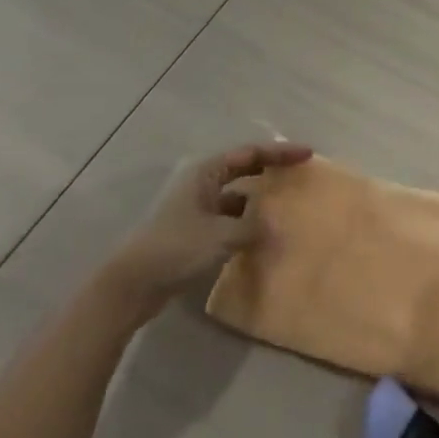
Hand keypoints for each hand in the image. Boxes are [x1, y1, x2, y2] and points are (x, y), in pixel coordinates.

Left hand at [109, 141, 312, 300]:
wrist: (131, 284)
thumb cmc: (176, 248)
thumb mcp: (222, 235)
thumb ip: (254, 228)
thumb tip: (276, 228)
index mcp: (206, 173)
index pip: (250, 153)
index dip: (280, 152)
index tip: (307, 154)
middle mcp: (201, 184)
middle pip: (243, 169)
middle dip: (271, 170)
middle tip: (298, 174)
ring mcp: (196, 208)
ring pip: (236, 196)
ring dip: (259, 200)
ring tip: (285, 208)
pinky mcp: (193, 232)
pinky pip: (229, 219)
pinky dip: (247, 223)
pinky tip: (261, 237)